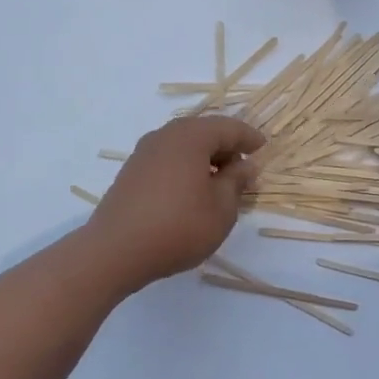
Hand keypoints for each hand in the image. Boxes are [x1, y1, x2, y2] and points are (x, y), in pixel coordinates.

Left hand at [85, 116, 264, 291]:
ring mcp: (144, 152)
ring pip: (184, 145)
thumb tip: (246, 164)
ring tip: (220, 183)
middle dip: (226, 147)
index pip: (228, 127)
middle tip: (244, 168)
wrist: (114, 251)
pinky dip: (185, 167)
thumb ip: (236, 181)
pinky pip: (167, 159)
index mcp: (191, 136)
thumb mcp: (221, 208)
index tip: (264, 149)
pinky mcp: (131, 171)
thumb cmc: (178, 227)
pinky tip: (191, 192)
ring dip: (205, 158)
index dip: (249, 138)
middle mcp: (166, 135)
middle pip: (203, 132)